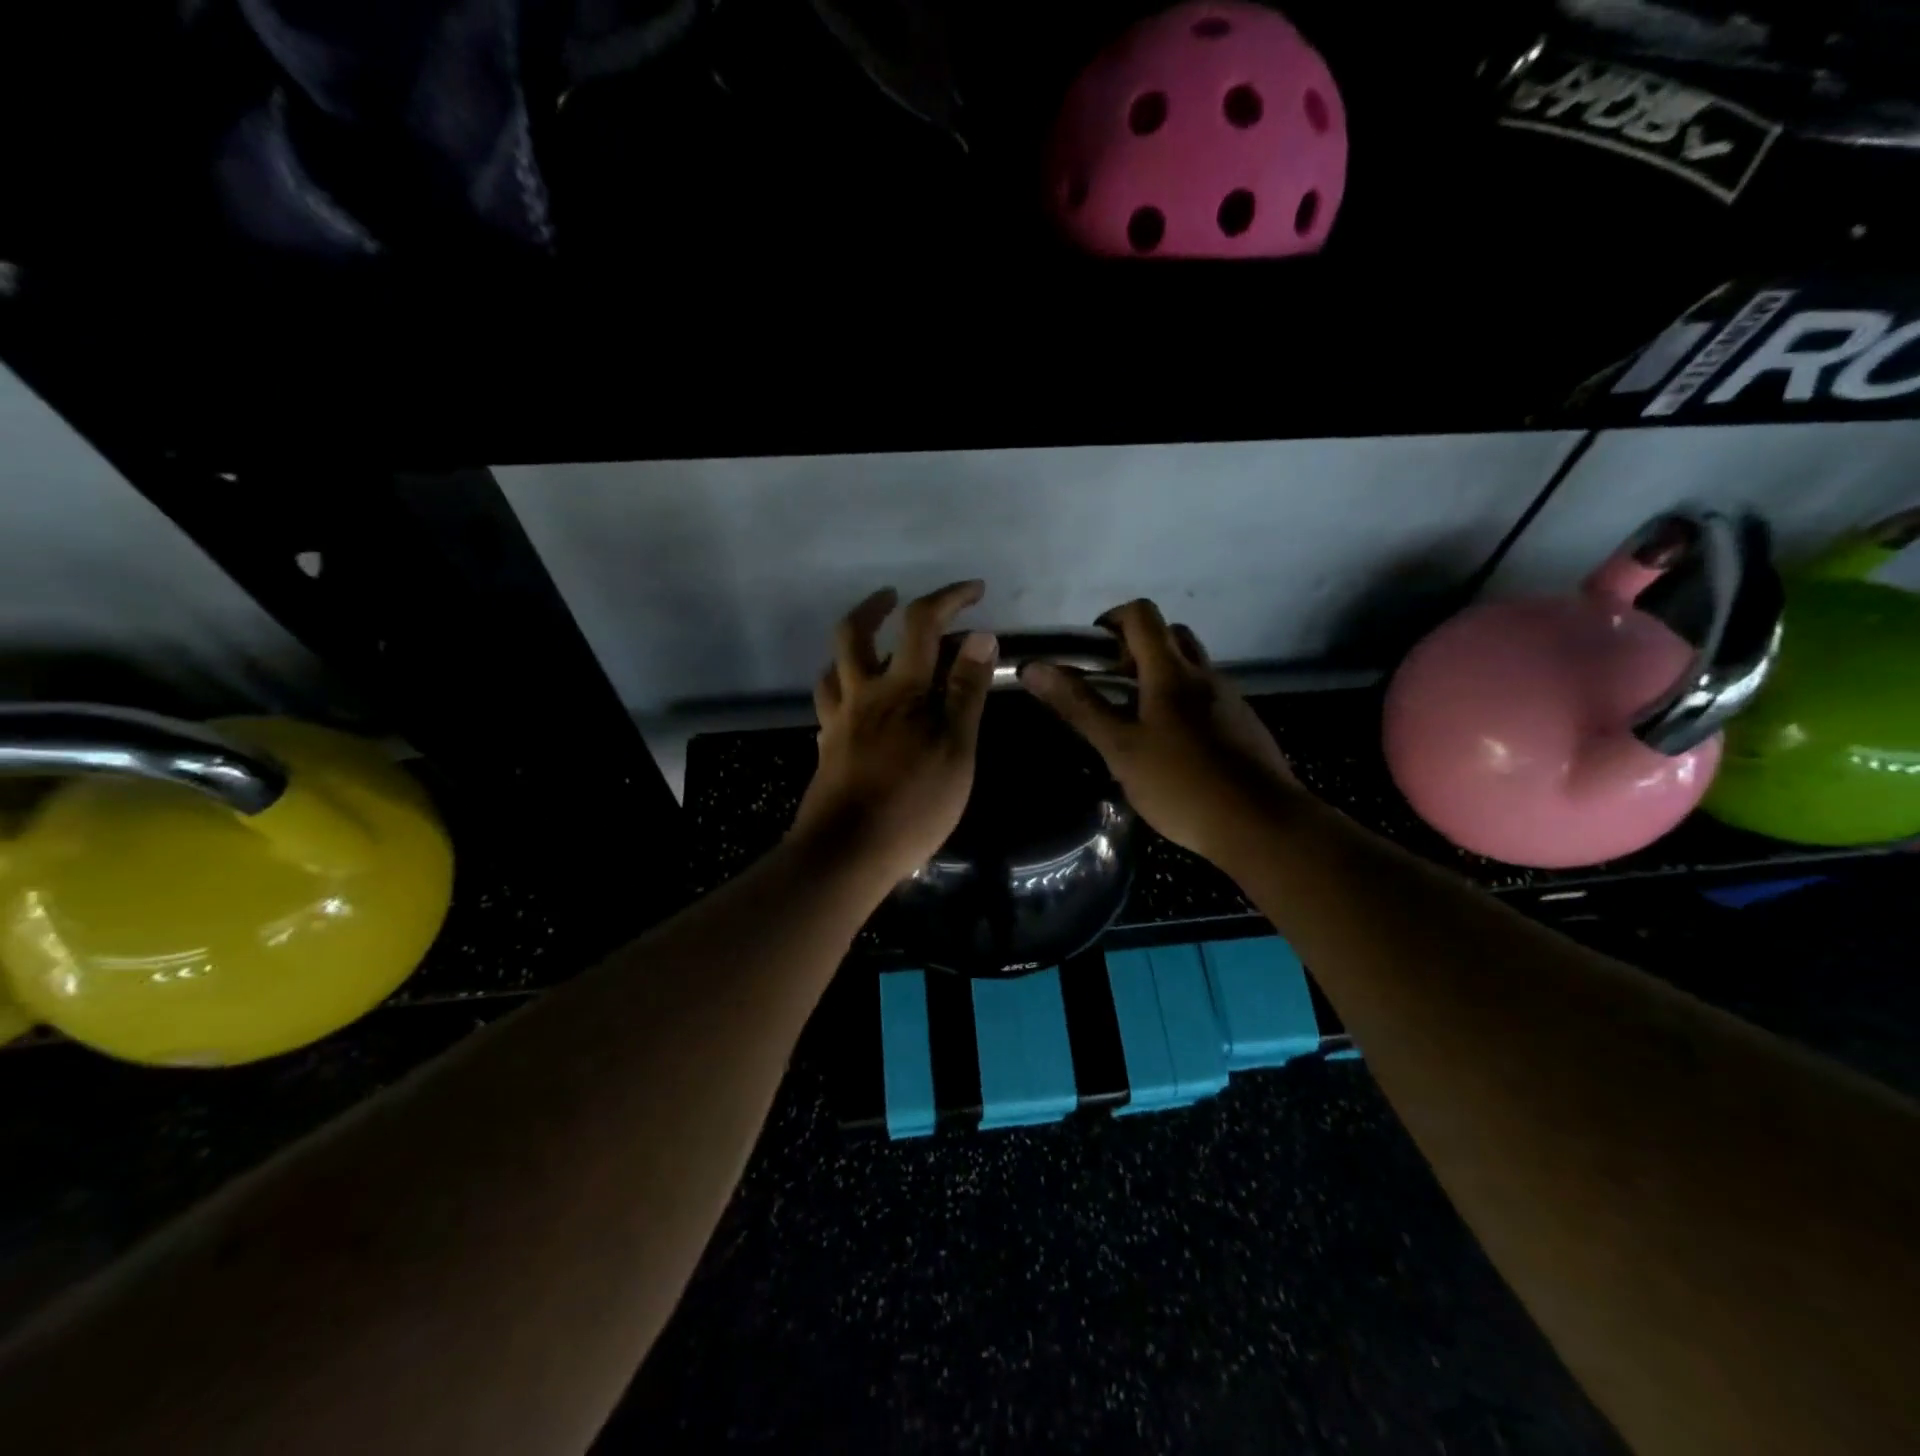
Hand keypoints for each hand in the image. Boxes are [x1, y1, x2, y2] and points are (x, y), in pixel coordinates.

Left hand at [791, 581, 998, 887]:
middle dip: (876, 607)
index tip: (974, 590)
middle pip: (854, 633)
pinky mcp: (827, 749)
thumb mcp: (956, 749)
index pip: (921, 624)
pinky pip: (829, 705)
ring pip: (833, 667)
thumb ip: (966, 692)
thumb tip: (980, 637)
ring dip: (851, 647)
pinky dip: (843, 690)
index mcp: (900, 689)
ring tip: (872, 648)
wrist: (847, 852)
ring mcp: (838, 722)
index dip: (948, 598)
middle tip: (893, 598)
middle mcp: (862, 695)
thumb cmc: (913, 803)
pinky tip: (857, 705)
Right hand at [1020, 599, 1295, 862]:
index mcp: (1171, 672)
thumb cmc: (1182, 785)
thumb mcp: (1120, 749)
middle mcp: (1204, 675)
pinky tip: (1172, 748)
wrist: (1262, 825)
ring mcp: (1229, 699)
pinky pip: (1207, 697)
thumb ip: (1078, 706)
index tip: (1091, 654)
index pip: (1142, 615)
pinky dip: (1182, 703)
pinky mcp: (1244, 725)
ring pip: (1190, 667)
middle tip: (1112, 687)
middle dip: (1135, 650)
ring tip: (1136, 721)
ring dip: (1160, 676)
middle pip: (1169, 636)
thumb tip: (1034, 668)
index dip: (1111, 620)